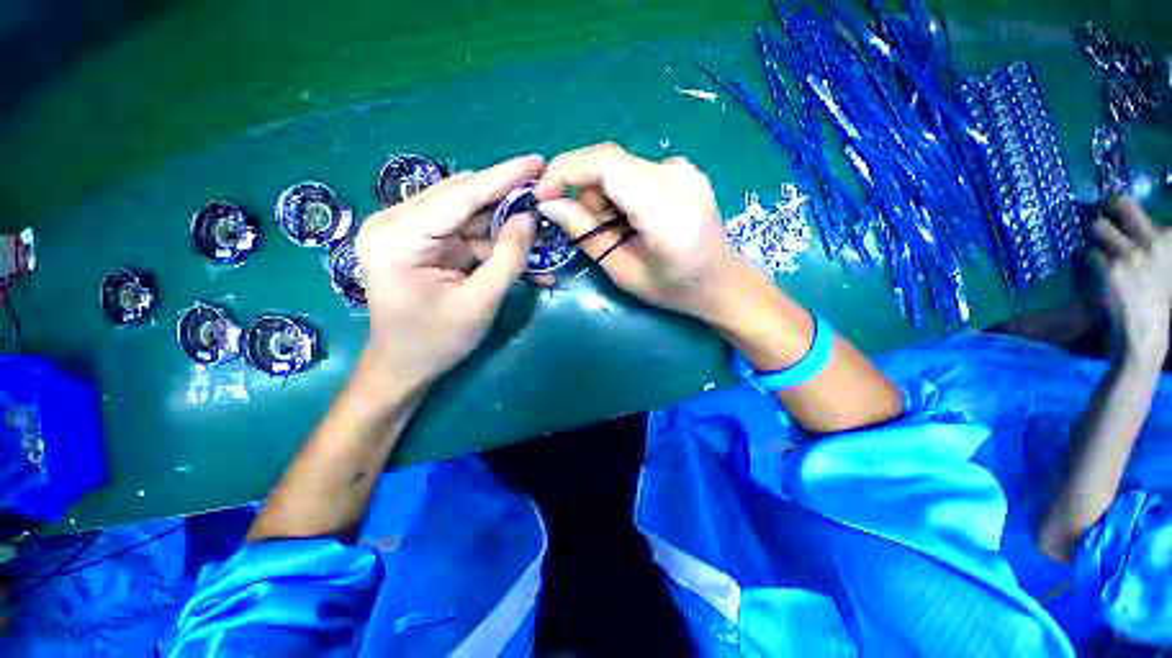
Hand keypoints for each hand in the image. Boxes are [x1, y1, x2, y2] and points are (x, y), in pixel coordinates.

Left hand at [355, 155, 541, 386]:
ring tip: (538, 232)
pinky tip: (517, 249)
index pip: (460, 195)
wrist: (403, 367)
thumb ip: (507, 258)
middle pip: (462, 197)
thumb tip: (529, 218)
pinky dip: (491, 240)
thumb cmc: (436, 342)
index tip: (538, 162)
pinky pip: (463, 230)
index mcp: (399, 237)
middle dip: (506, 201)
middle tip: (544, 201)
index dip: (503, 177)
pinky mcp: (419, 241)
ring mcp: (405, 231)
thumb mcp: (479, 302)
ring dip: (502, 223)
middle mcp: (395, 223)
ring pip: (466, 212)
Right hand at [533, 142, 754, 319]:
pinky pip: (635, 171)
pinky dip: (620, 192)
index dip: (566, 170)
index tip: (543, 193)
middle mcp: (677, 177)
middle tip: (586, 227)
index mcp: (666, 210)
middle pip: (609, 162)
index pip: (607, 164)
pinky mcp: (683, 169)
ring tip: (615, 230)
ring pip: (620, 166)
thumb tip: (549, 205)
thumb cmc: (675, 288)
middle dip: (584, 192)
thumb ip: (587, 236)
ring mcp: (684, 168)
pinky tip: (632, 219)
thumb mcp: (625, 273)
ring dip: (602, 195)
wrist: (723, 281)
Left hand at [1090, 197, 1171, 361]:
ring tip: (1087, 247)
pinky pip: (1084, 251)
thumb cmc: (1152, 303)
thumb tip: (1123, 222)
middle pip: (1118, 202)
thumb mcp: (1163, 268)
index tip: (1107, 205)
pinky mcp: (1109, 267)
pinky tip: (1080, 266)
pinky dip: (1078, 257)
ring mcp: (1130, 253)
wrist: (1144, 335)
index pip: (1137, 208)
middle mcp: (1152, 240)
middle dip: (1101, 205)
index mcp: (1168, 239)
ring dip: (1087, 234)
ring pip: (1096, 225)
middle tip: (1090, 213)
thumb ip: (1149, 244)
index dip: (1116, 206)